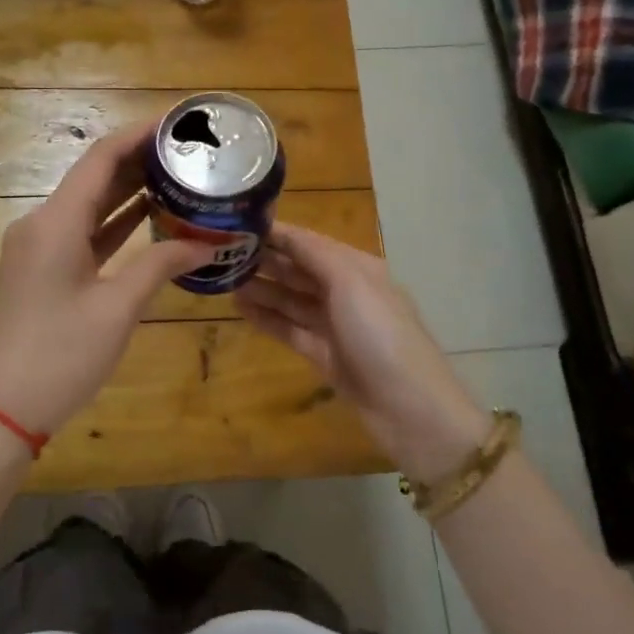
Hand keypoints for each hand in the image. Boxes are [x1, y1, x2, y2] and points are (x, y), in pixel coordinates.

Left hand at [0, 120, 212, 437]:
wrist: (3, 409)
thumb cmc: (61, 355)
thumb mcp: (118, 309)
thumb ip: (160, 265)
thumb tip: (206, 243)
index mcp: (55, 222)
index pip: (100, 158)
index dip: (138, 134)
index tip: (177, 121)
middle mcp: (42, 223)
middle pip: (93, 176)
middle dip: (138, 159)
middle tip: (187, 149)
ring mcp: (40, 247)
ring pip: (89, 204)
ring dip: (128, 189)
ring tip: (177, 174)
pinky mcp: (43, 269)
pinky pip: (84, 232)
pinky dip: (115, 222)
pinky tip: (149, 216)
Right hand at [237, 224, 490, 479]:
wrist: (410, 408)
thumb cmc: (381, 335)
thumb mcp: (351, 284)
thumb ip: (315, 255)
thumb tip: (283, 231)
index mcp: (358, 268)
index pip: (310, 242)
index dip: (278, 233)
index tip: (239, 225)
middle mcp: (347, 292)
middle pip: (300, 270)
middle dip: (266, 260)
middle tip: (223, 253)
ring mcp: (336, 326)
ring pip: (292, 299)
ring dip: (262, 288)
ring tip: (224, 280)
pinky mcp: (325, 355)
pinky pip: (290, 329)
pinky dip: (267, 318)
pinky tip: (240, 309)